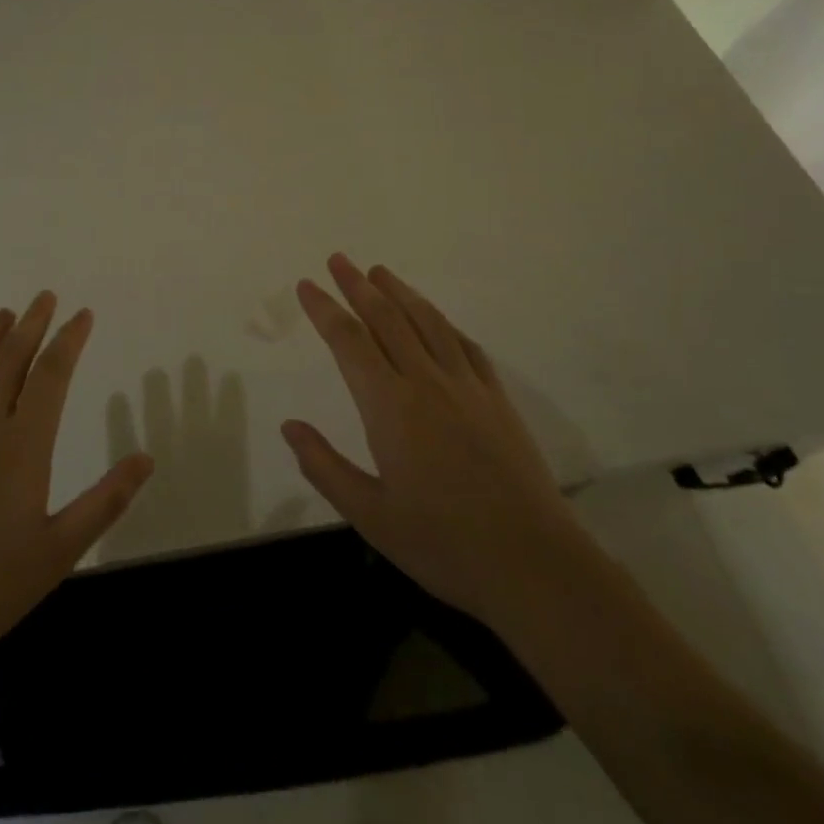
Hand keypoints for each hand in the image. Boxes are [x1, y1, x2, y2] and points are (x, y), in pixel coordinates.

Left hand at [0, 292, 154, 663]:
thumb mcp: (60, 550)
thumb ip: (106, 500)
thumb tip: (147, 458)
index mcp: (23, 445)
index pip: (52, 375)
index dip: (69, 340)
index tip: (82, 314)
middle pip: (10, 359)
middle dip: (31, 324)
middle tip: (45, 298)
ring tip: (4, 313)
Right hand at [283, 254, 581, 627]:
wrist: (534, 563)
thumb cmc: (444, 544)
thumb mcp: (371, 516)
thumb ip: (325, 466)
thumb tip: (289, 426)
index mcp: (390, 407)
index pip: (349, 341)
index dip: (324, 310)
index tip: (307, 285)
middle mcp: (426, 382)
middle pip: (387, 318)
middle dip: (358, 285)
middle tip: (338, 259)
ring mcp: (467, 387)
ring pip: (427, 322)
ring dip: (400, 292)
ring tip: (380, 272)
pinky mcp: (497, 399)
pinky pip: (465, 346)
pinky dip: (443, 323)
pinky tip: (436, 319)